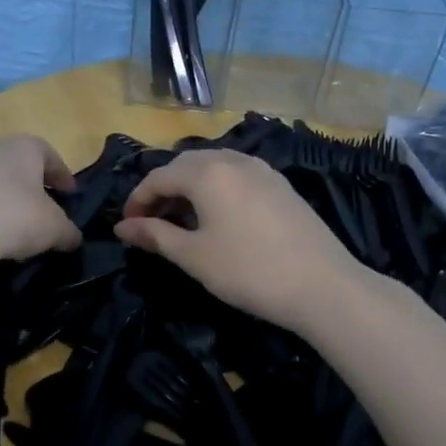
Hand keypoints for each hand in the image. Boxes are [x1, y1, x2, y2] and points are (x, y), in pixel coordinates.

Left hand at [0, 134, 81, 263]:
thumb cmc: (18, 217)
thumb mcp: (56, 229)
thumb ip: (69, 231)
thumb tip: (73, 238)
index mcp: (25, 146)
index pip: (50, 156)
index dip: (64, 177)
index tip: (71, 196)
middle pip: (22, 164)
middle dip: (35, 185)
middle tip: (46, 208)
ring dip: (10, 197)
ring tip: (20, 224)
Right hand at [114, 149, 367, 333]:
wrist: (323, 285)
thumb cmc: (249, 271)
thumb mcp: (194, 256)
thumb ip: (155, 236)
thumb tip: (122, 227)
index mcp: (207, 172)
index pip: (159, 176)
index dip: (137, 200)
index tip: (126, 227)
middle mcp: (233, 160)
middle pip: (185, 165)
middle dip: (163, 190)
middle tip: (151, 223)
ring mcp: (261, 169)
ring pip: (213, 166)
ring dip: (189, 187)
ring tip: (182, 220)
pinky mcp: (280, 184)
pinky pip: (236, 174)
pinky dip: (216, 188)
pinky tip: (218, 217)